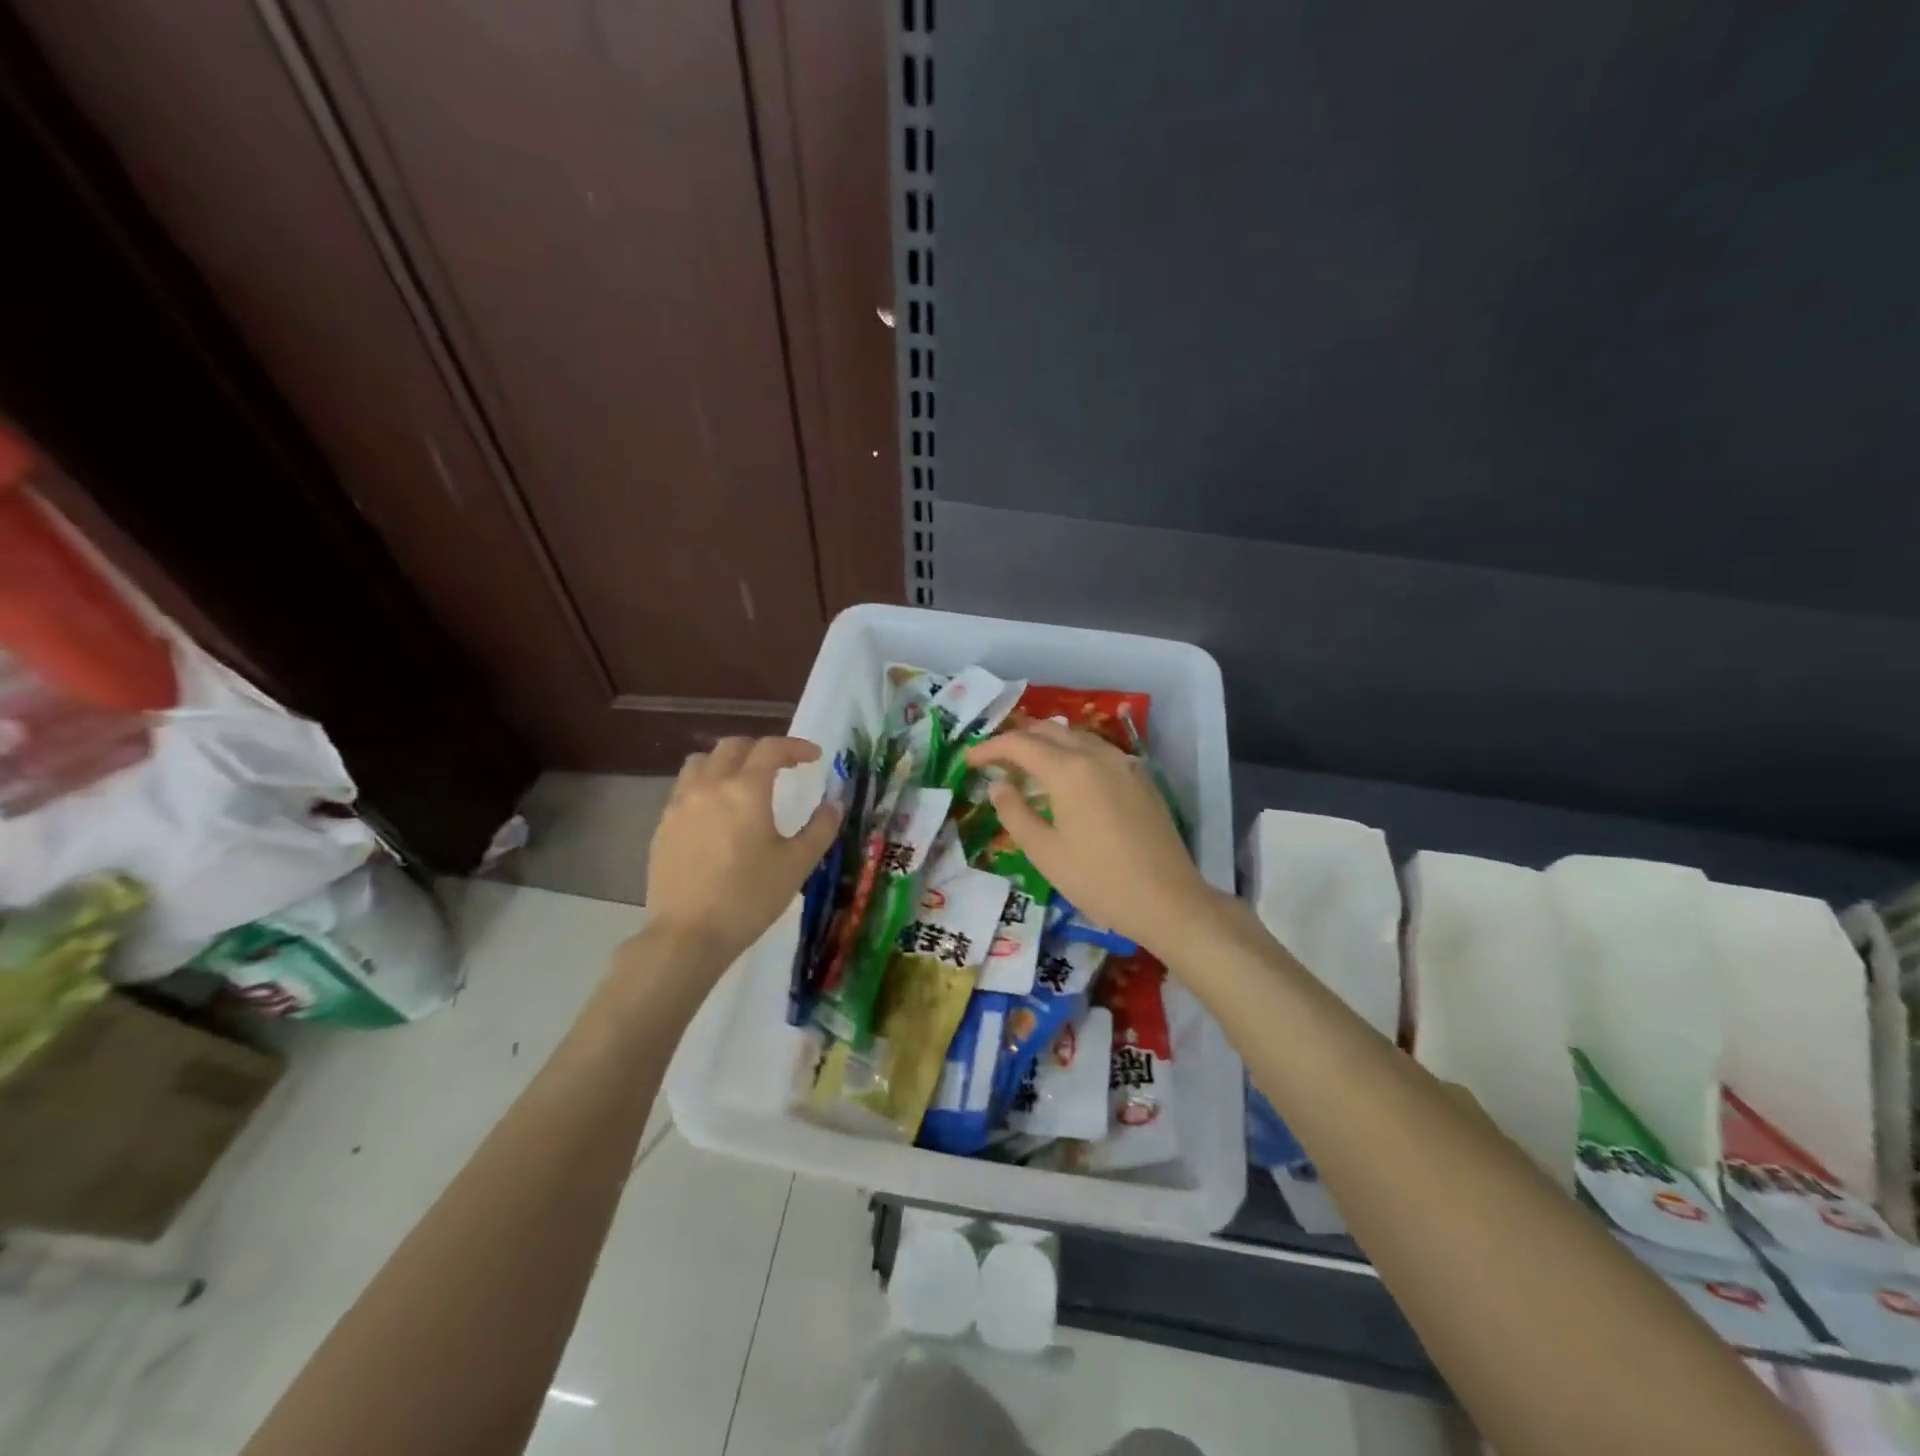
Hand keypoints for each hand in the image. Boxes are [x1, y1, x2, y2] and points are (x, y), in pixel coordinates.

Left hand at [642, 737, 840, 974]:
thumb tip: (834, 804)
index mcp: (746, 790)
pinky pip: (684, 789)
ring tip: (742, 781)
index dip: (795, 747)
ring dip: (726, 761)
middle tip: (781, 766)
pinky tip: (716, 813)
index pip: (771, 749)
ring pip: (701, 762)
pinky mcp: (663, 827)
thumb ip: (820, 828)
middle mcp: (709, 786)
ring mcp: (680, 805)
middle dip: (760, 749)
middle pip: (732, 747)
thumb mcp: (797, 864)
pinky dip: (705, 785)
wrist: (688, 935)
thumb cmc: (750, 897)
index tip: (814, 757)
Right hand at [964, 722, 1221, 955]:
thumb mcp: (1045, 852)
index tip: (969, 760)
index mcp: (1069, 770)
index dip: (990, 747)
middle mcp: (1097, 755)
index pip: (1020, 744)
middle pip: (1049, 731)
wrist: (1168, 900)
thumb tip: (998, 786)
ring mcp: (1124, 763)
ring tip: (1026, 762)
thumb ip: (1014, 813)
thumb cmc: (1099, 880)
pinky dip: (1073, 751)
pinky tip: (1067, 774)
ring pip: (1076, 736)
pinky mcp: (1141, 778)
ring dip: (1046, 741)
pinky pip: (1099, 750)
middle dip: (1017, 738)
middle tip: (994, 757)